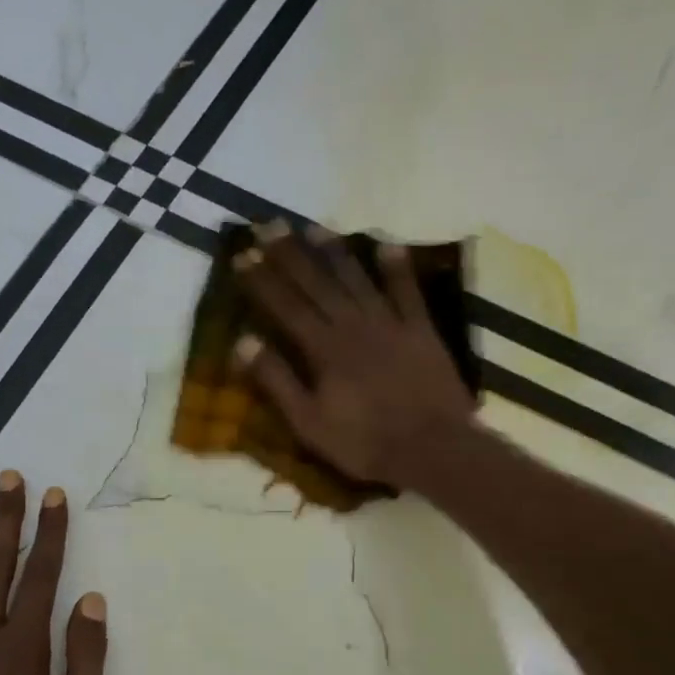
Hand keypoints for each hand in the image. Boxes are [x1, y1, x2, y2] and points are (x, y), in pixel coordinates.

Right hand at [233, 222, 476, 489]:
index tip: (242, 255)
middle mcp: (353, 325)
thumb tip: (242, 342)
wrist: (432, 449)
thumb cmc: (364, 443)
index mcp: (323, 349)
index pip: (285, 306)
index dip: (262, 280)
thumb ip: (276, 381)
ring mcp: (390, 324)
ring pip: (357, 279)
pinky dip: (397, 268)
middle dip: (289, 253)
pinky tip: (388, 245)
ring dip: (334, 252)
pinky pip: (408, 292)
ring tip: (314, 228)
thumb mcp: (309, 423)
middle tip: (269, 225)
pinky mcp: (422, 331)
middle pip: (316, 283)